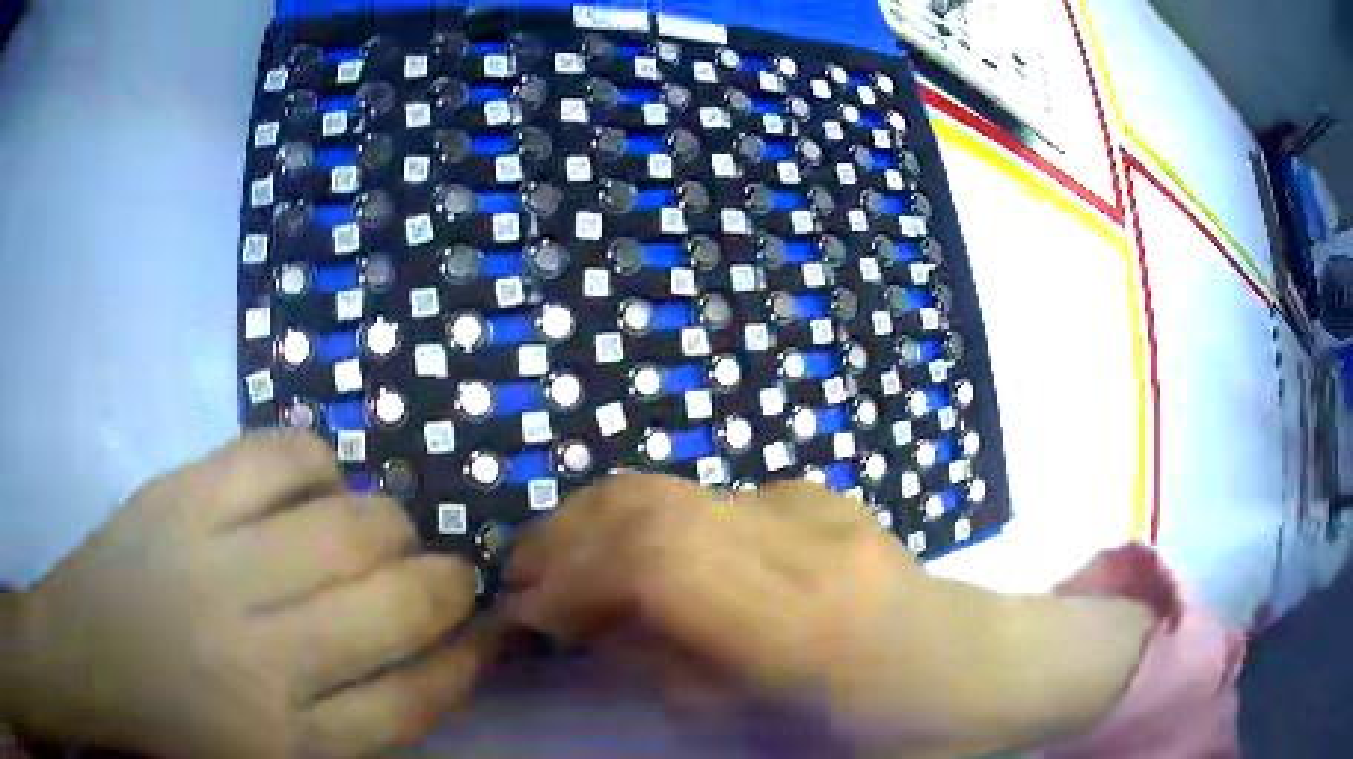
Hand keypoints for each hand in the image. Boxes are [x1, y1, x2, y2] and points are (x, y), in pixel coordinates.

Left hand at [3, 431, 492, 758]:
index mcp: (290, 739)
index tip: (485, 636)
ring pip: (346, 527)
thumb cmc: (181, 727)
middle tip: (448, 573)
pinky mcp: (184, 496)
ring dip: (389, 524)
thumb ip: (351, 728)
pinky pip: (277, 456)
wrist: (90, 656)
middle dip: (444, 584)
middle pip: (392, 607)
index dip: (464, 664)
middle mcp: (263, 657)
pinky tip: (319, 481)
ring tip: (386, 530)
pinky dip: (318, 462)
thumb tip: (423, 665)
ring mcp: (218, 565)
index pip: (412, 700)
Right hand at [503, 475, 1152, 755]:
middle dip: (566, 535)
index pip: (659, 559)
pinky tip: (643, 567)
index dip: (573, 579)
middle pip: (654, 503)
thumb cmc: (902, 728)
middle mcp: (811, 542)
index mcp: (809, 623)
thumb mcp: (786, 737)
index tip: (528, 615)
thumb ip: (681, 681)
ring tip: (563, 569)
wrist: (990, 663)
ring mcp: (821, 507)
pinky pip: (707, 498)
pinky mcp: (823, 495)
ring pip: (673, 487)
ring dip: (598, 522)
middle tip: (523, 580)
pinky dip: (648, 523)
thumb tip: (601, 633)